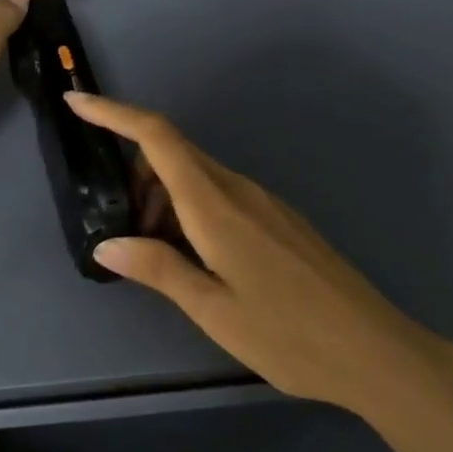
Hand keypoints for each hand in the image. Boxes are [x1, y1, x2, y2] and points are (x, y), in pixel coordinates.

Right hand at [65, 91, 452, 415]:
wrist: (375, 349)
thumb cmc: (288, 335)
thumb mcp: (213, 309)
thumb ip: (157, 269)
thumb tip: (106, 244)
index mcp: (215, 204)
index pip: (157, 137)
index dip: (114, 112)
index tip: (76, 102)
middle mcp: (238, 189)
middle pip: (173, 153)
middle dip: (135, 174)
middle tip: (120, 227)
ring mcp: (263, 201)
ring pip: (197, 176)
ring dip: (163, 198)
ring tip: (158, 256)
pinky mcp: (278, 218)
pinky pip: (221, 195)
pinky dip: (191, 210)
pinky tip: (196, 259)